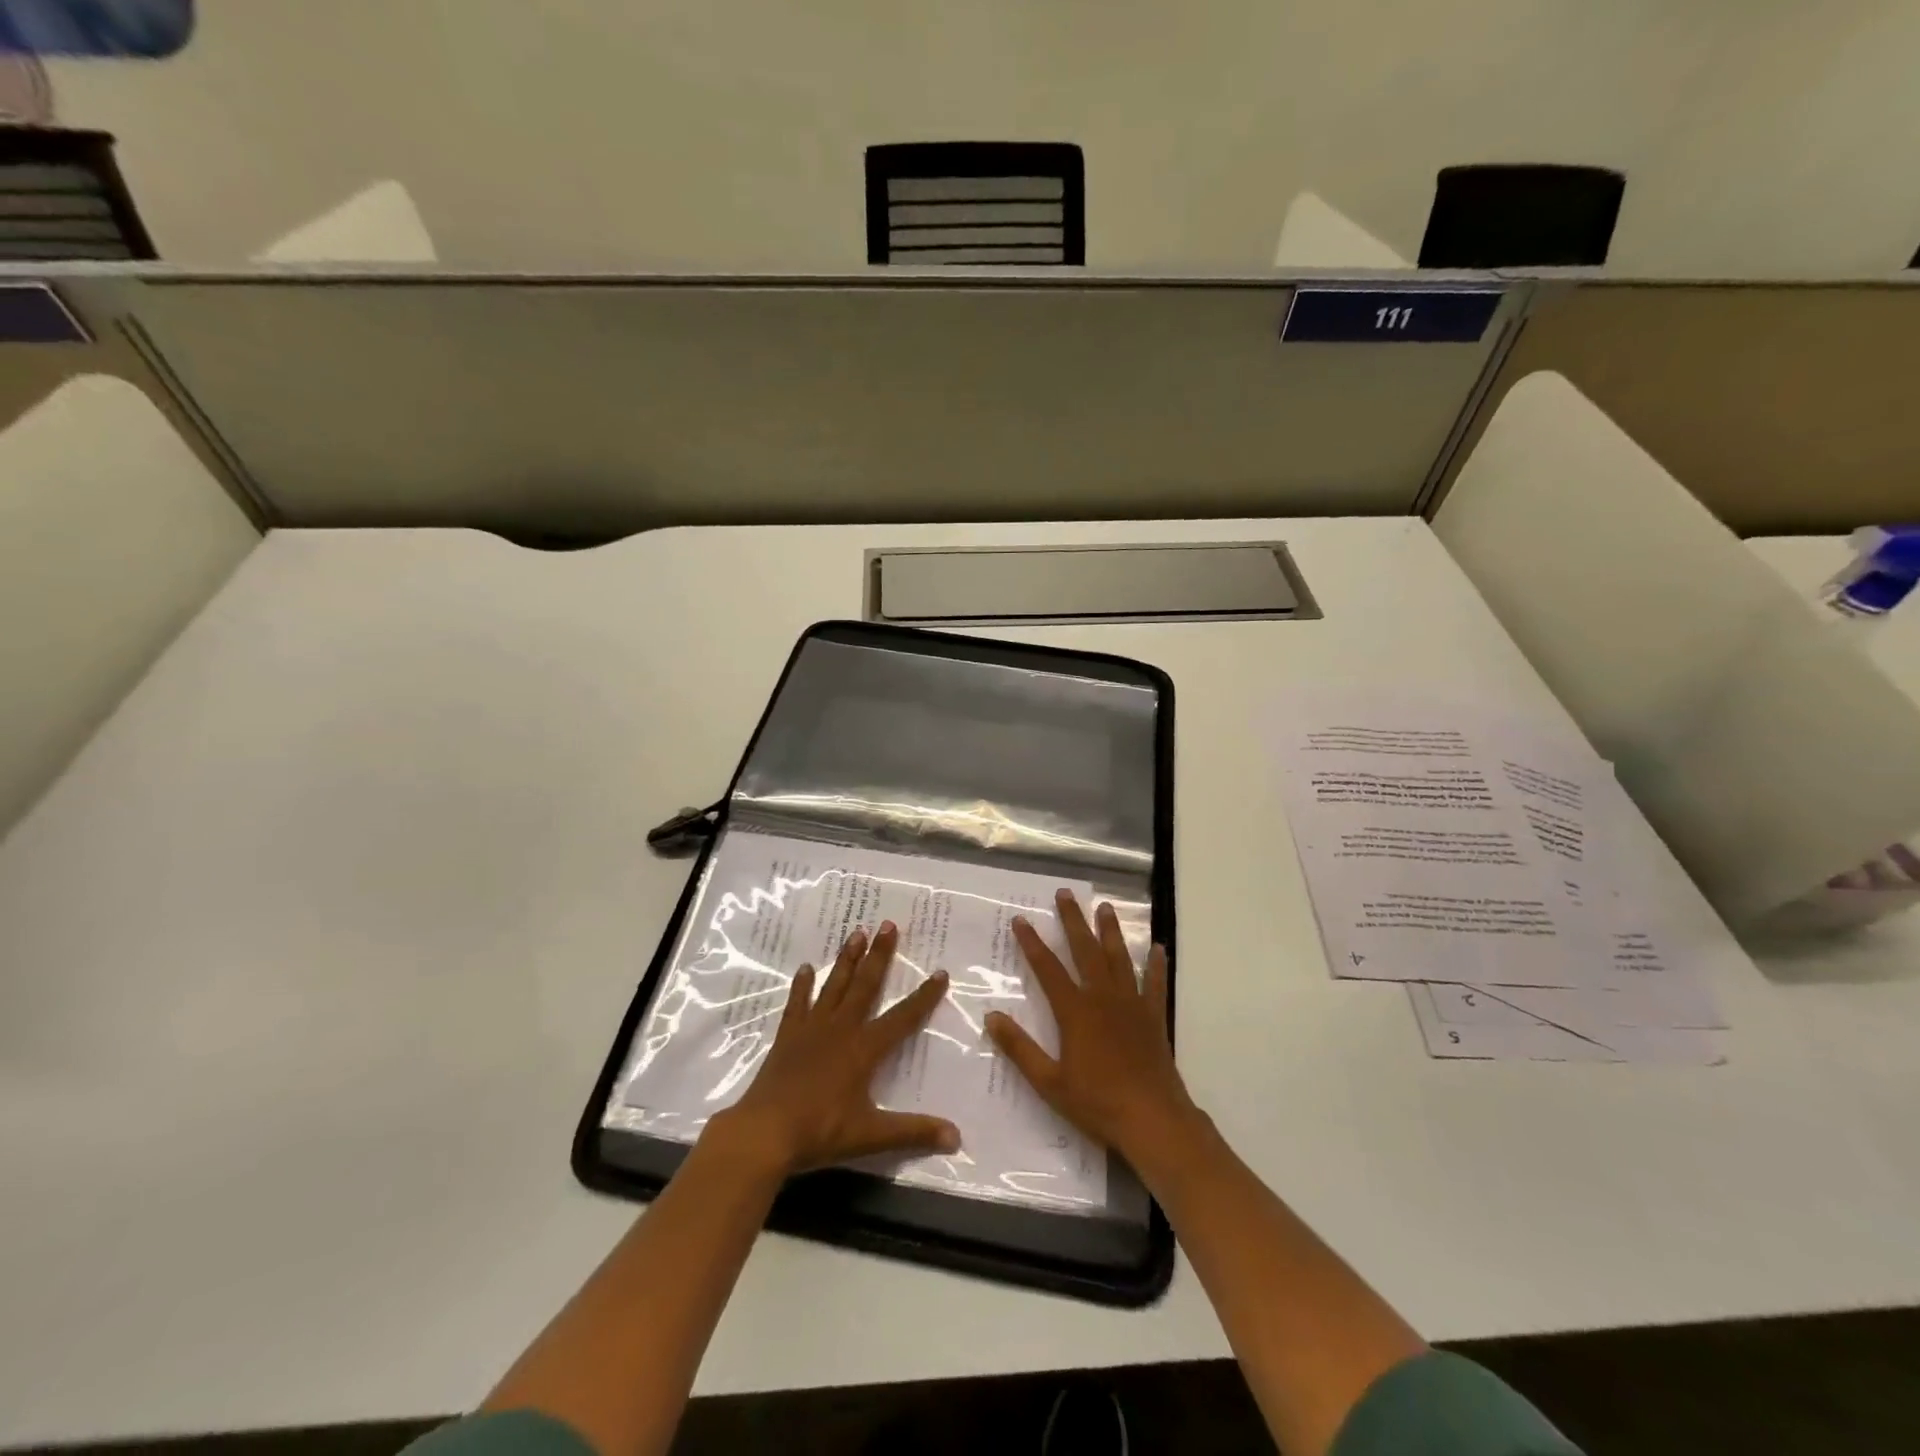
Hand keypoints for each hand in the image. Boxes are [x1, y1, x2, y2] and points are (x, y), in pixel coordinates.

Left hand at [707, 922, 959, 1178]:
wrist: (764, 1132)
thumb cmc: (820, 1132)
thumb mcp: (871, 1136)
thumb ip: (914, 1132)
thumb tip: (957, 1138)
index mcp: (864, 1049)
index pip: (902, 1017)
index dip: (923, 997)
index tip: (940, 972)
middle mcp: (841, 1029)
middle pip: (865, 985)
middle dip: (879, 955)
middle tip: (888, 925)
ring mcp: (811, 1029)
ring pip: (834, 986)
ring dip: (846, 959)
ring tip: (857, 933)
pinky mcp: (788, 1037)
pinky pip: (798, 1004)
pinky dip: (802, 986)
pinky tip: (806, 968)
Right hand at [986, 890, 1199, 1165]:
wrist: (1152, 1120)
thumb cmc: (1097, 1102)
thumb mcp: (1049, 1082)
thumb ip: (1020, 1048)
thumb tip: (991, 1017)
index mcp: (1075, 1012)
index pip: (1048, 969)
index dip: (1032, 943)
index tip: (1021, 919)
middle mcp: (1103, 998)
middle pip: (1085, 951)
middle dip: (1073, 921)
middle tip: (1065, 893)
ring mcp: (1132, 1005)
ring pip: (1119, 959)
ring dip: (1111, 931)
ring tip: (1106, 907)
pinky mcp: (1153, 1018)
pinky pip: (1155, 984)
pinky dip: (1157, 965)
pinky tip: (1159, 948)